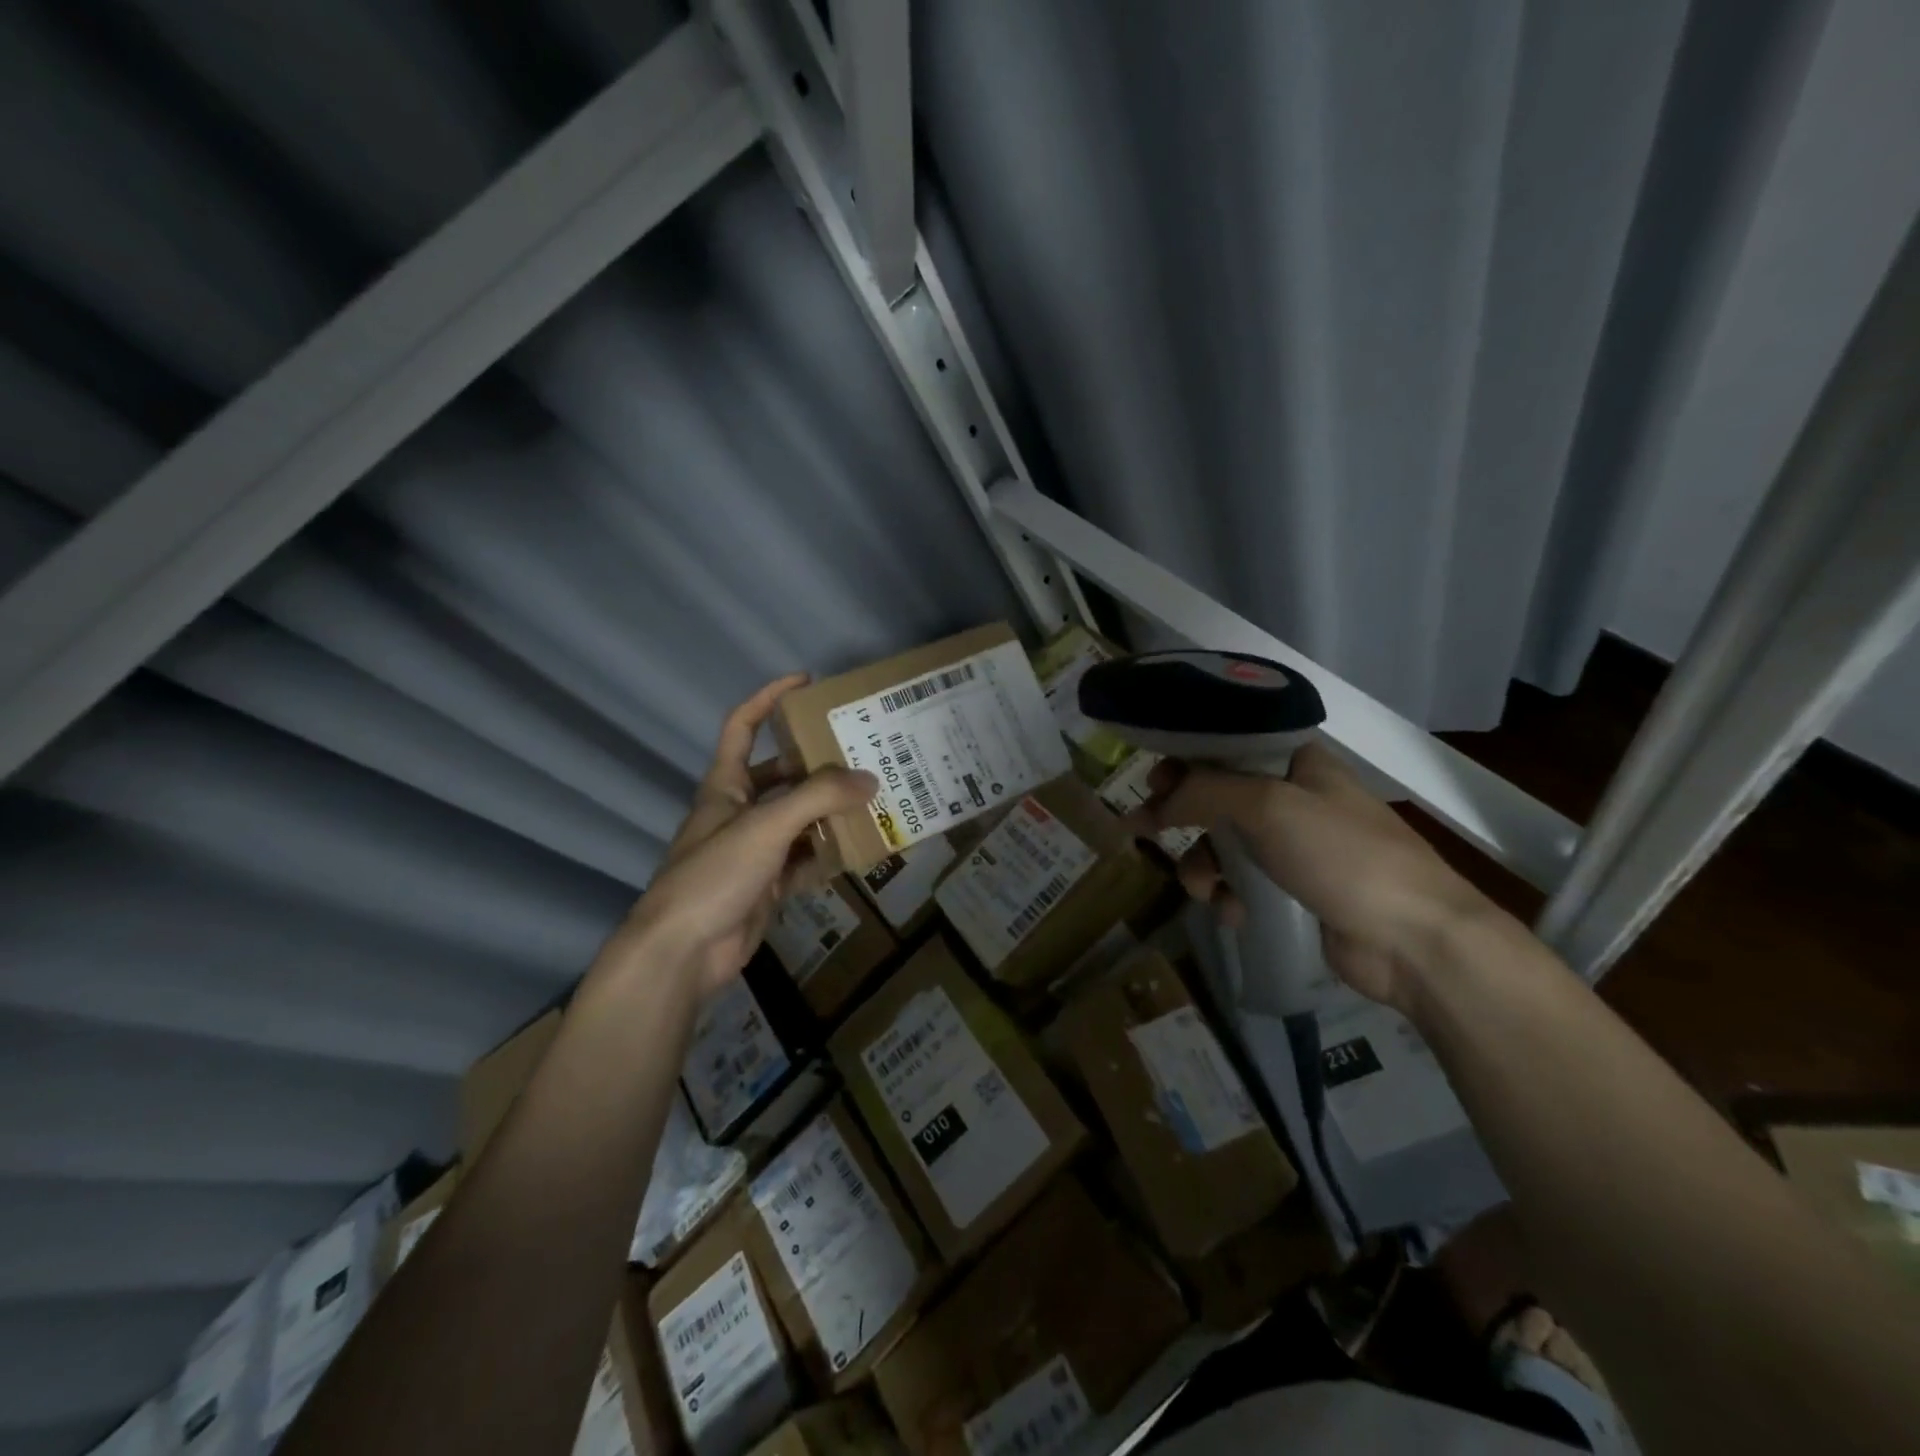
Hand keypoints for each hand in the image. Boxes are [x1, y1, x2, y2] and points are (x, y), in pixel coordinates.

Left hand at [612, 675, 876, 997]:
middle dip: (819, 765)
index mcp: (725, 786)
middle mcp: (739, 812)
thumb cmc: (714, 873)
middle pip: (782, 776)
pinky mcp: (766, 885)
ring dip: (830, 812)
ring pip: (799, 820)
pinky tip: (860, 850)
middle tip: (863, 755)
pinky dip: (829, 855)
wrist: (683, 953)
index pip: (742, 726)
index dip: (768, 698)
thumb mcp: (767, 826)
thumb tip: (870, 779)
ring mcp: (753, 851)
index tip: (806, 682)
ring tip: (875, 800)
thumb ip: (819, 798)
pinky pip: (805, 861)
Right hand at [1129, 742, 1494, 1009]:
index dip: (1185, 758)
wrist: (1414, 940)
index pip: (1227, 745)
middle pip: (1217, 794)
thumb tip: (1154, 805)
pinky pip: (1240, 882)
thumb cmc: (1343, 855)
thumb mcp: (1268, 806)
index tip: (1152, 779)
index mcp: (1297, 762)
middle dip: (1182, 814)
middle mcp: (1294, 796)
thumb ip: (1203, 793)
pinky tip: (1232, 912)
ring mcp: (1294, 845)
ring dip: (1202, 864)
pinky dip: (1227, 895)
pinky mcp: (1293, 889)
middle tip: (1145, 826)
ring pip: (1223, 842)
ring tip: (1203, 888)